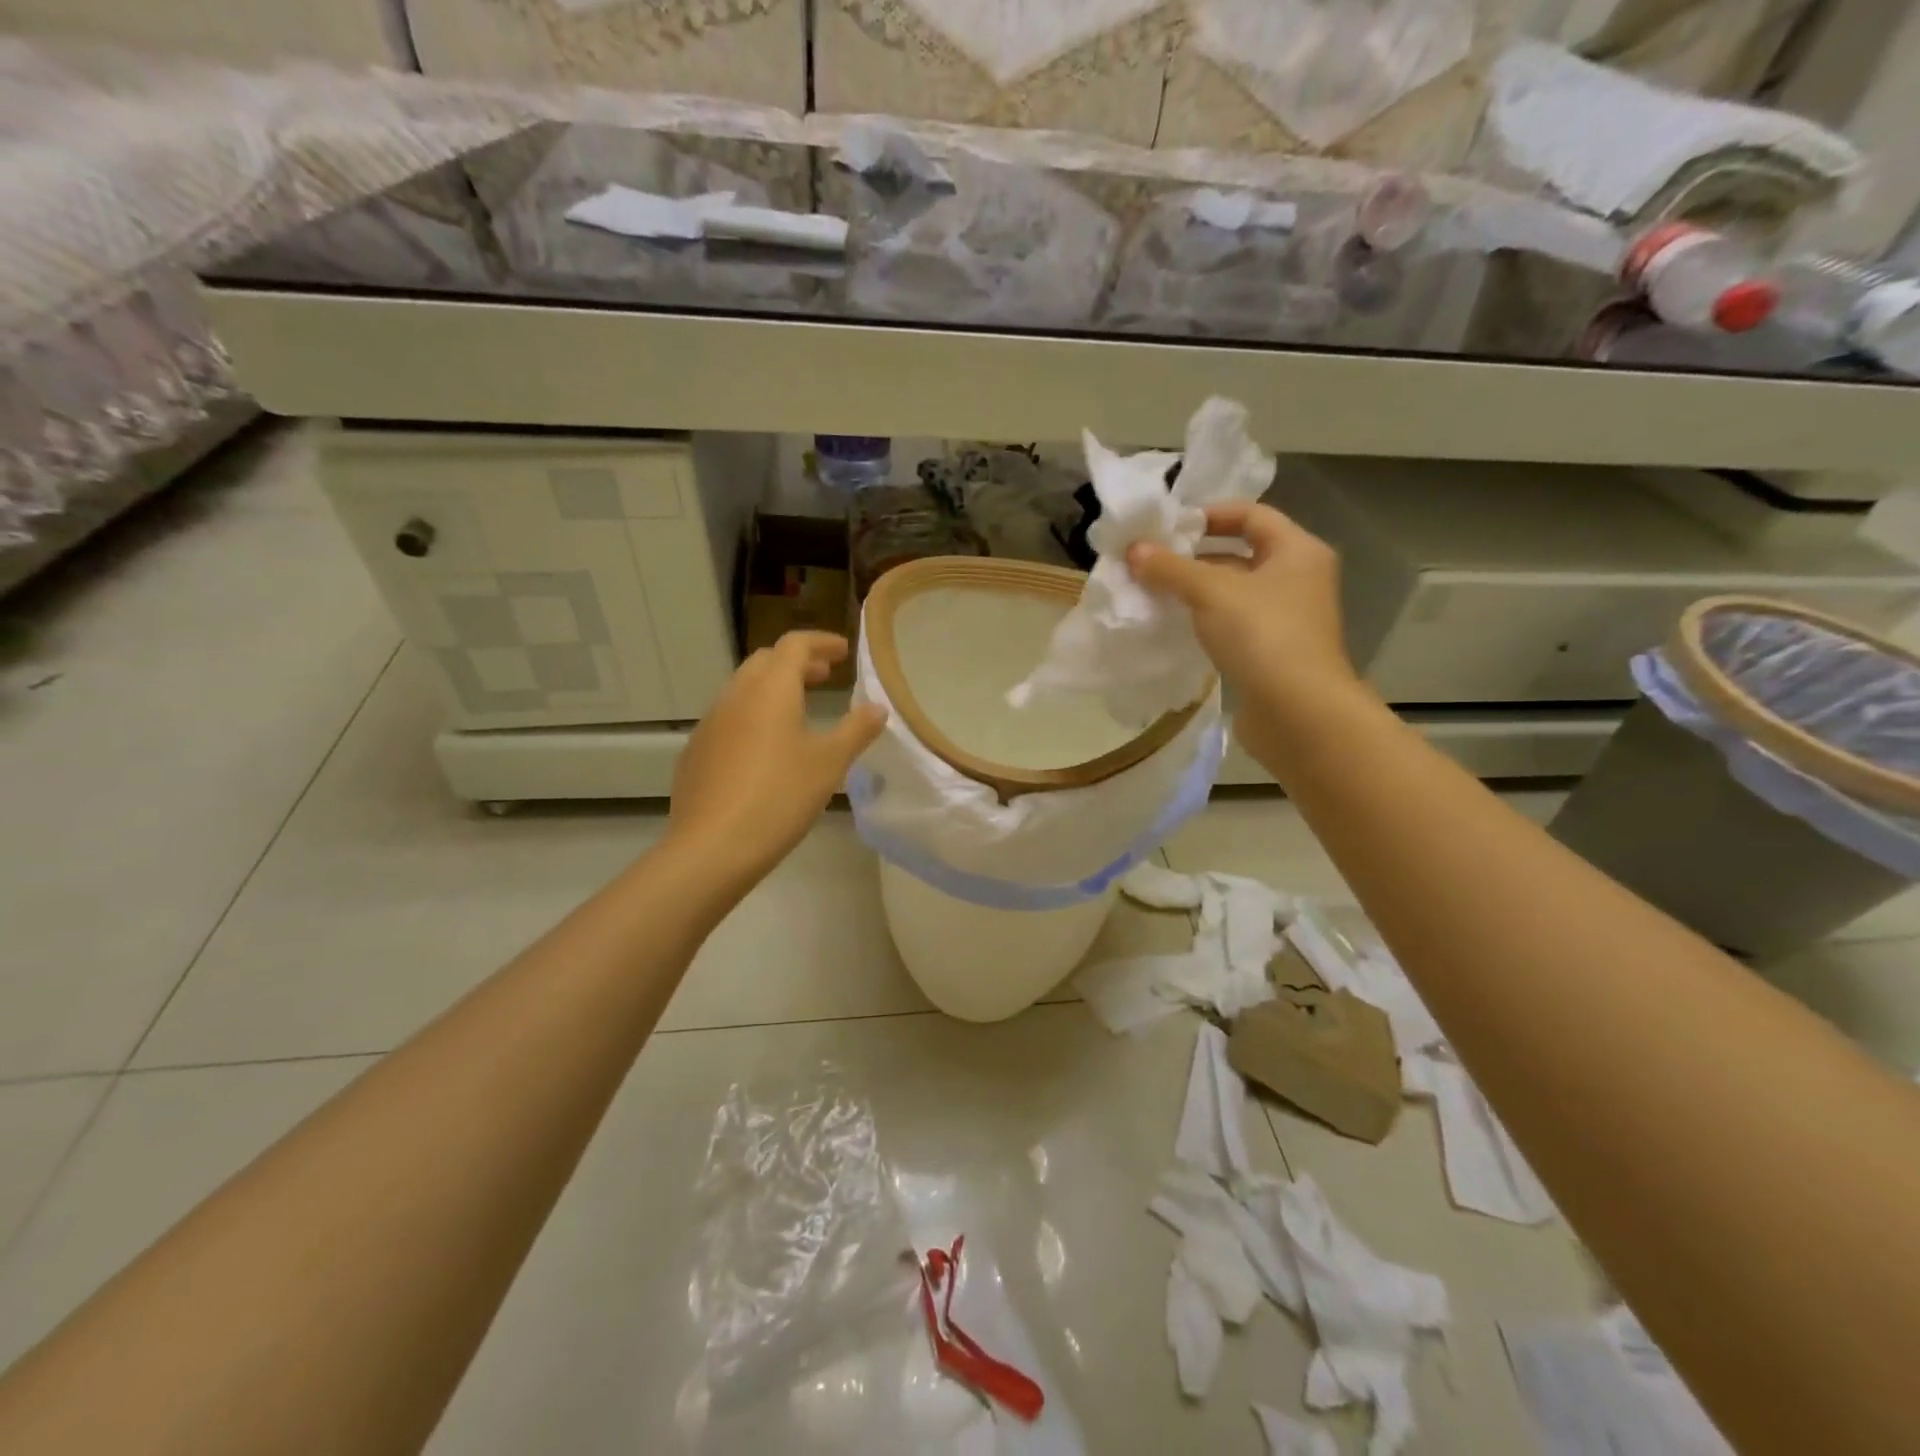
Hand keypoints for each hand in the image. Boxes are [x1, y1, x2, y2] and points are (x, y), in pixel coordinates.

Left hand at [668, 632, 886, 888]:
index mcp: (770, 689)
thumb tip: (877, 707)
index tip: (843, 652)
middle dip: (796, 663)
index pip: (795, 645)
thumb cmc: (780, 797)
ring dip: (773, 689)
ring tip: (798, 711)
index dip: (821, 642)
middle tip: (823, 677)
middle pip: (765, 661)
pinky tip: (765, 749)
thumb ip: (856, 730)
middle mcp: (736, 696)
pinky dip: (753, 716)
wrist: (712, 847)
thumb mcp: (830, 764)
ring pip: (743, 689)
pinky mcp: (696, 752)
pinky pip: (728, 718)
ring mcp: (710, 724)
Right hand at [1128, 502, 1367, 769]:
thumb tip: (1134, 550)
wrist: (1298, 712)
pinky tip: (1176, 627)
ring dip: (1197, 591)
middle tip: (1152, 562)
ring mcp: (1288, 619)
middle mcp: (1298, 579)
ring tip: (1154, 593)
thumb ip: (1171, 568)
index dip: (1210, 514)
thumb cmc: (1262, 635)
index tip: (1168, 527)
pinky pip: (1234, 625)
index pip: (1251, 515)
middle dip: (1195, 557)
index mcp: (1298, 551)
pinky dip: (1206, 621)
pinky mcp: (1273, 653)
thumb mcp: (1211, 592)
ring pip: (1235, 593)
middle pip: (1241, 554)